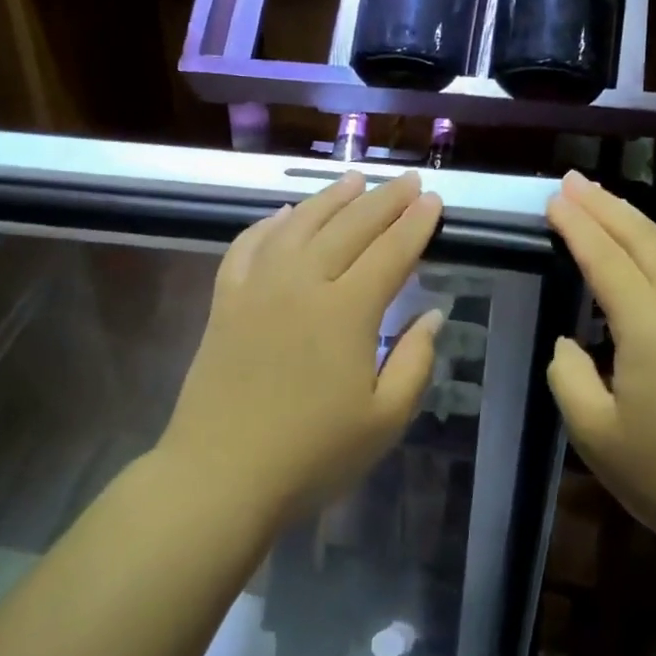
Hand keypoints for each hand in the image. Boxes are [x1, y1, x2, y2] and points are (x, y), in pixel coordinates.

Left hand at [157, 171, 443, 522]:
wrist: (220, 475)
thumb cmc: (312, 455)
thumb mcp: (385, 420)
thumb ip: (415, 361)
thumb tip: (432, 314)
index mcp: (347, 311)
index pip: (391, 252)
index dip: (416, 224)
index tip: (434, 201)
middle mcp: (303, 283)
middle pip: (350, 227)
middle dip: (384, 200)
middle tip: (408, 182)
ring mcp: (258, 287)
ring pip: (299, 224)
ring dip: (331, 198)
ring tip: (355, 179)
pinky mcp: (225, 301)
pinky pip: (248, 245)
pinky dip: (269, 223)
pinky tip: (285, 214)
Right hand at [545, 170, 655, 555]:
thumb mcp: (595, 434)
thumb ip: (569, 376)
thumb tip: (569, 344)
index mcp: (651, 325)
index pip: (605, 259)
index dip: (577, 226)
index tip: (553, 199)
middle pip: (644, 240)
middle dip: (605, 205)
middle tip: (572, 181)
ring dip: (633, 224)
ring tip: (602, 205)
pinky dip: (655, 253)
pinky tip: (643, 260)